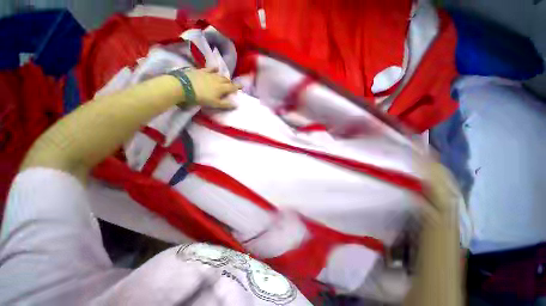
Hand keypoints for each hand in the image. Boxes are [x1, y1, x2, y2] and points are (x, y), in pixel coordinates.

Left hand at [184, 67, 240, 108]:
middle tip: (231, 85)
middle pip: (226, 80)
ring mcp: (209, 74)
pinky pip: (209, 69)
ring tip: (225, 78)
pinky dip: (214, 69)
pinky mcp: (201, 71)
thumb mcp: (215, 104)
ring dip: (223, 77)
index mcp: (222, 88)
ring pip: (219, 74)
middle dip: (230, 82)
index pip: (232, 87)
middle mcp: (217, 79)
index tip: (242, 86)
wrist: (184, 87)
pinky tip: (216, 68)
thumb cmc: (201, 97)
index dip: (237, 87)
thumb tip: (236, 104)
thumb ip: (226, 104)